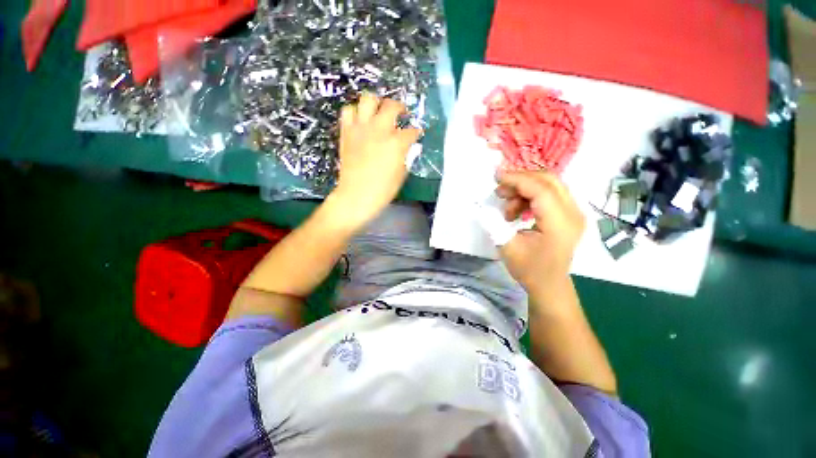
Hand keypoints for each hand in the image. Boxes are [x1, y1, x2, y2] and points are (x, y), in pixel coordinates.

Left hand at [329, 93, 421, 226]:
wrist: (356, 196)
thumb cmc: (382, 190)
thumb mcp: (401, 175)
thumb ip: (407, 157)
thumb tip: (410, 147)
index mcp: (396, 143)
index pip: (411, 131)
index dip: (416, 132)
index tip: (416, 134)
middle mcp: (379, 130)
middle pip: (391, 105)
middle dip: (400, 108)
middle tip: (401, 114)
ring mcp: (361, 129)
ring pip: (368, 99)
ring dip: (376, 104)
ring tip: (378, 113)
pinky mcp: (347, 132)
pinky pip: (348, 111)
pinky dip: (355, 112)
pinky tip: (360, 121)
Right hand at [496, 171, 584, 294]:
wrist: (549, 285)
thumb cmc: (529, 269)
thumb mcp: (507, 247)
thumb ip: (494, 223)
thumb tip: (482, 205)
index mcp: (560, 224)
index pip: (540, 189)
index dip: (517, 179)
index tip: (496, 177)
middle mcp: (573, 213)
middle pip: (549, 180)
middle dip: (520, 180)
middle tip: (500, 191)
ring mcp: (574, 212)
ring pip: (549, 185)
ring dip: (524, 190)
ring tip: (507, 210)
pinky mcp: (569, 214)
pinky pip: (550, 194)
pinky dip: (531, 196)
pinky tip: (518, 212)